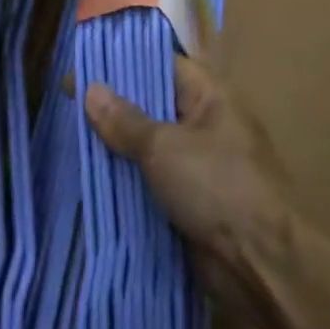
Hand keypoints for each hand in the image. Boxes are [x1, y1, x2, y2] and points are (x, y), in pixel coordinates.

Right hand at [85, 56, 295, 307]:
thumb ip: (125, 120)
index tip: (83, 66)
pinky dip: (128, 181)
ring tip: (70, 139)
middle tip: (68, 105)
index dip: (123, 64)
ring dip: (118, 149)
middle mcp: (206, 124)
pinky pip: (153, 181)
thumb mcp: (164, 147)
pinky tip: (92, 181)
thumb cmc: (217, 187)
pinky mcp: (192, 201)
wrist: (261, 264)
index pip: (161, 65)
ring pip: (149, 147)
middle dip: (114, 108)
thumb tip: (91, 88)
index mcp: (210, 96)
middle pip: (152, 106)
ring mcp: (199, 164)